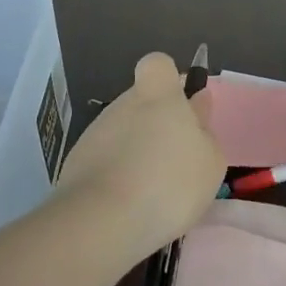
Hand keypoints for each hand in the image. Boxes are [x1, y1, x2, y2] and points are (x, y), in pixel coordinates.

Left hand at [55, 52, 225, 264]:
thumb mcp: (210, 162)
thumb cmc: (169, 182)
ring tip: (153, 193)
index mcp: (157, 95)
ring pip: (122, 134)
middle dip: (155, 125)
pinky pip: (105, 163)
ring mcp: (95, 134)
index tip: (180, 106)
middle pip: (140, 103)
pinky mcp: (75, 165)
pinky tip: (128, 207)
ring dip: (136, 154)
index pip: (157, 64)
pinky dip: (117, 178)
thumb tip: (196, 106)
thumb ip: (204, 130)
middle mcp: (123, 105)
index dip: (169, 80)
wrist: (103, 221)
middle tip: (175, 162)